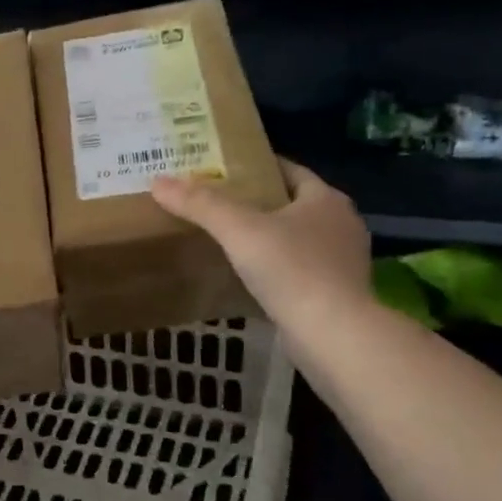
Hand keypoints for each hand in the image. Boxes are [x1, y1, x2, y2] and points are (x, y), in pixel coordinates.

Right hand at [151, 158, 371, 341]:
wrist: (332, 333)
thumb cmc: (291, 270)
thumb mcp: (238, 230)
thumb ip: (200, 204)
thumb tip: (159, 182)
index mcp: (325, 199)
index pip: (290, 171)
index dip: (258, 167)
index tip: (226, 170)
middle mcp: (341, 224)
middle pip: (293, 204)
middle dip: (260, 203)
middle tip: (219, 205)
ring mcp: (343, 261)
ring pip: (298, 238)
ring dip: (270, 238)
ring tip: (230, 241)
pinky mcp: (337, 293)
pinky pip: (300, 269)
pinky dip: (277, 268)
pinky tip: (251, 277)